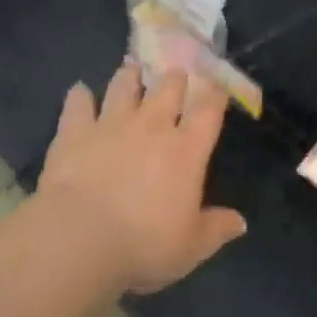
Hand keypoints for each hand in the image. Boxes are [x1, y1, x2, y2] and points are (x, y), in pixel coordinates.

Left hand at [36, 62, 246, 294]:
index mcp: (186, 150)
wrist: (80, 238)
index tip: (217, 85)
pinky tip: (79, 91)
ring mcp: (112, 123)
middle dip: (174, 78)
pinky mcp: (76, 130)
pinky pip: (78, 103)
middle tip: (175, 74)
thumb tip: (241, 222)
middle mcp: (152, 126)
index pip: (208, 111)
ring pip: (124, 86)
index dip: (215, 94)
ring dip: (130, 76)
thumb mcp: (190, 247)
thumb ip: (216, 229)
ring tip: (131, 69)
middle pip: (168, 88)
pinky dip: (79, 95)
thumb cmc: (143, 245)